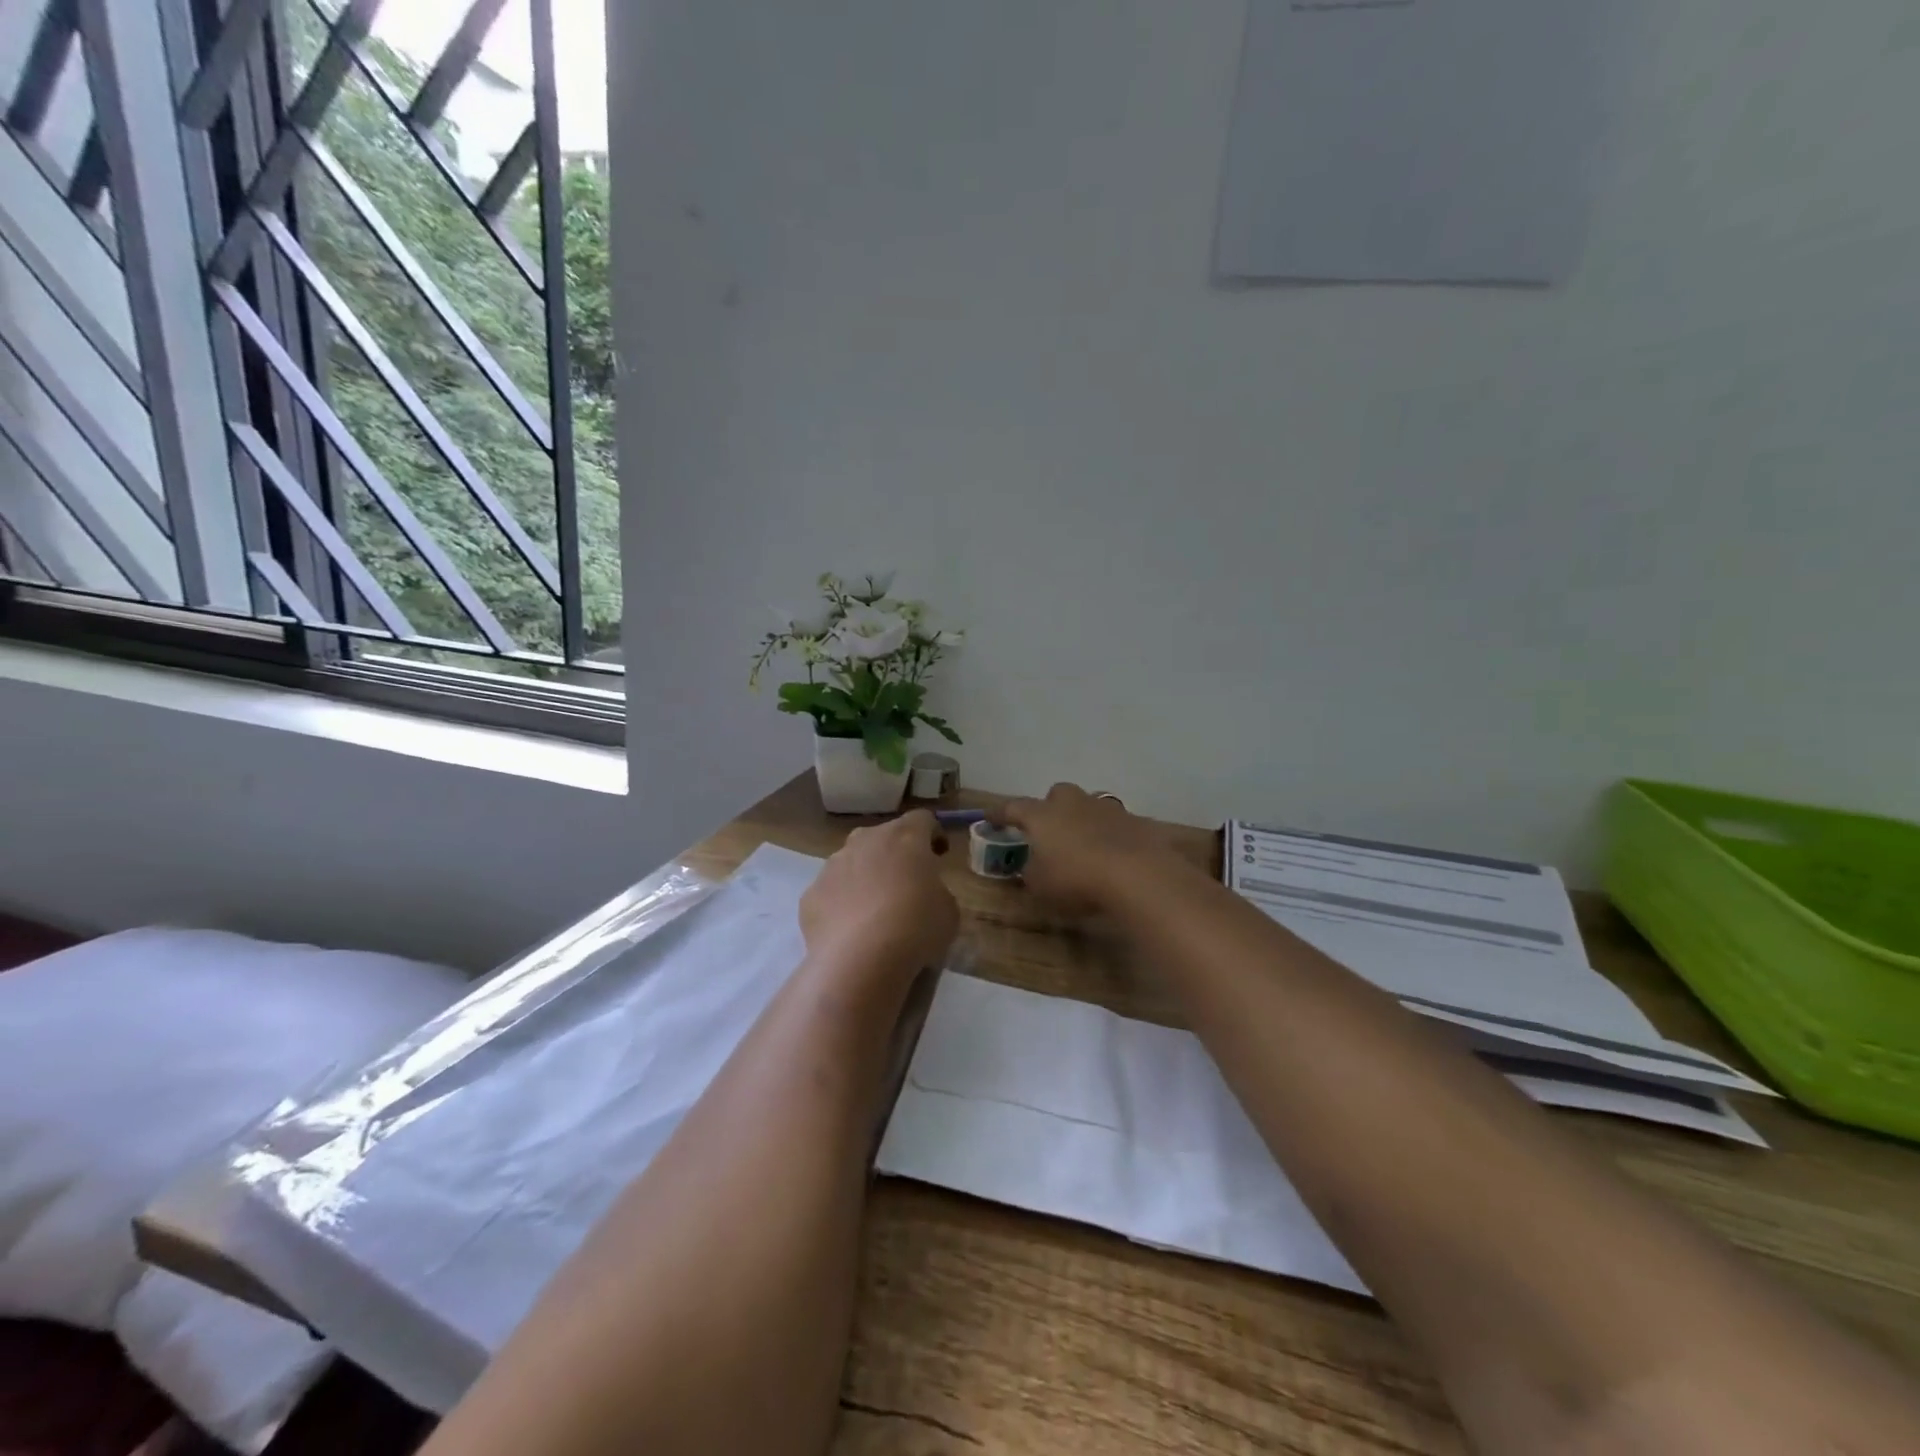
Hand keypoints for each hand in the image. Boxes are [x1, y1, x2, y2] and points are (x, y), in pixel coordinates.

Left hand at [801, 810, 958, 976]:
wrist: (859, 959)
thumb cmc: (915, 928)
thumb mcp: (948, 910)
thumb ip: (937, 891)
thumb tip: (925, 893)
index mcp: (905, 837)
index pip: (923, 819)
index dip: (933, 834)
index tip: (939, 855)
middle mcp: (865, 840)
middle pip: (883, 836)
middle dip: (896, 853)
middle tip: (907, 882)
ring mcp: (833, 864)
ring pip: (853, 860)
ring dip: (866, 875)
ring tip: (876, 909)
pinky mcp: (811, 893)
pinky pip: (832, 890)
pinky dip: (842, 902)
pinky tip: (851, 929)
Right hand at [996, 784, 1188, 915]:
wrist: (1137, 874)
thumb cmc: (1076, 879)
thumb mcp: (1040, 886)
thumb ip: (1031, 872)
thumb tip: (1031, 866)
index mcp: (1042, 816)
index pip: (1013, 808)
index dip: (999, 813)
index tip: (989, 817)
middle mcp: (1073, 803)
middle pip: (1057, 794)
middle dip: (1051, 806)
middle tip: (1049, 828)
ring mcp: (1107, 809)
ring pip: (1090, 804)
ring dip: (1083, 818)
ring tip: (1084, 842)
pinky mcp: (1136, 821)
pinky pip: (1118, 824)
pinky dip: (1112, 835)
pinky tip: (1115, 854)